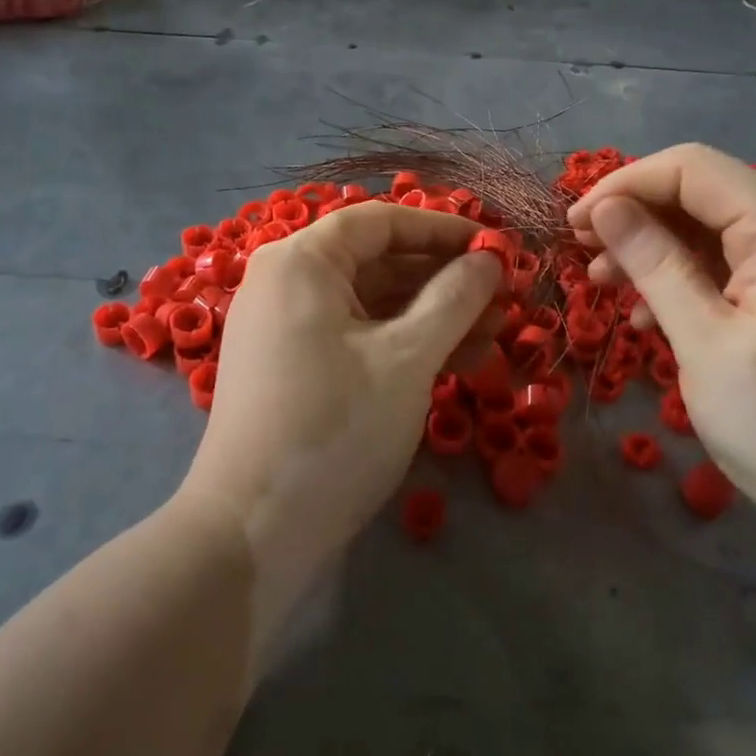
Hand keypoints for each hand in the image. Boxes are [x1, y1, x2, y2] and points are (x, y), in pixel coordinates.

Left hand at [179, 202, 502, 634]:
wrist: (253, 532)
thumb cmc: (334, 428)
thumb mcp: (407, 358)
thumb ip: (455, 299)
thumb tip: (491, 259)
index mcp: (301, 261)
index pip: (381, 222)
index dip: (443, 230)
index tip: (496, 249)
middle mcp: (286, 282)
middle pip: (377, 262)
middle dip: (444, 280)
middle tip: (503, 301)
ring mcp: (285, 328)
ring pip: (371, 305)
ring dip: (431, 316)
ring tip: (492, 338)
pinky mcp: (292, 368)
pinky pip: (355, 338)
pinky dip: (401, 345)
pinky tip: (454, 364)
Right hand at [567, 144, 755, 562]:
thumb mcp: (703, 340)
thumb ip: (653, 263)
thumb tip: (604, 208)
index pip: (691, 170)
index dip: (623, 185)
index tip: (573, 224)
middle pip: (700, 194)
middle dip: (635, 215)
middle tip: (581, 252)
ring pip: (708, 231)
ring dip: (652, 249)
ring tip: (604, 285)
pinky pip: (726, 267)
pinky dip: (681, 278)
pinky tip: (648, 314)